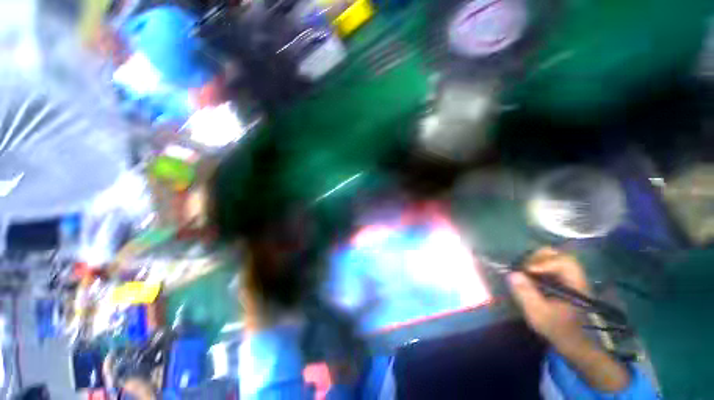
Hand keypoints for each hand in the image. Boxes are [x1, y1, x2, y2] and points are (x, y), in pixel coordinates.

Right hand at [508, 247, 630, 391]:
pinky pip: (552, 265)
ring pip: (556, 258)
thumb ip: (526, 294)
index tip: (527, 271)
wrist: (572, 342)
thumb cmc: (557, 329)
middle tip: (525, 267)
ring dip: (538, 260)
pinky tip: (530, 274)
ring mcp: (571, 279)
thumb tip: (512, 274)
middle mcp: (575, 278)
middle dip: (540, 257)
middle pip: (560, 255)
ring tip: (526, 269)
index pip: (564, 263)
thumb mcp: (539, 314)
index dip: (544, 263)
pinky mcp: (564, 282)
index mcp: (575, 285)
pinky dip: (539, 265)